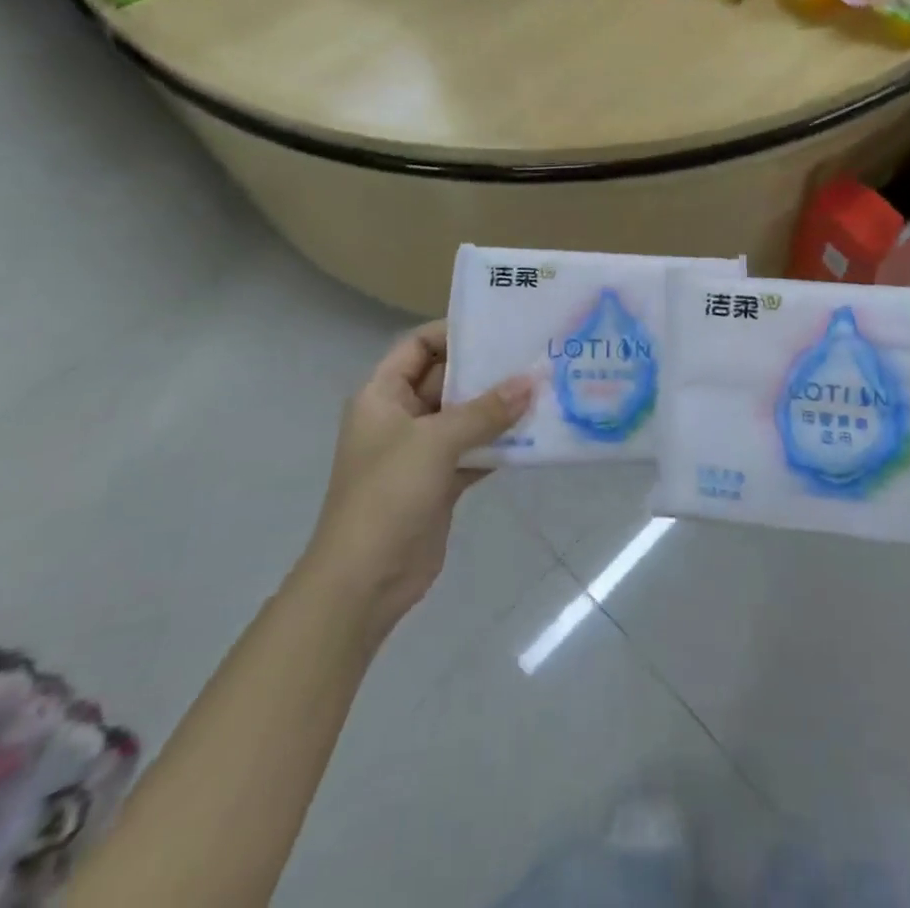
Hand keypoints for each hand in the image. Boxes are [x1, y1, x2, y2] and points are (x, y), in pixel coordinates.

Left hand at [308, 322, 532, 645]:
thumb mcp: (435, 442)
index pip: (417, 346)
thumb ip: (484, 411)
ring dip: (498, 408)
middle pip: (446, 380)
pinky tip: (535, 434)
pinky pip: (474, 451)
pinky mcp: (440, 482)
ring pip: (464, 417)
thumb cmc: (388, 495)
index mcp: (383, 395)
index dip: (453, 333)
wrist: (364, 581)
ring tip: (544, 389)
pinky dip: (499, 444)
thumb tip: (530, 382)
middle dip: (486, 371)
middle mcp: (401, 417)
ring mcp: (421, 452)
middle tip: (533, 356)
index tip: (498, 328)